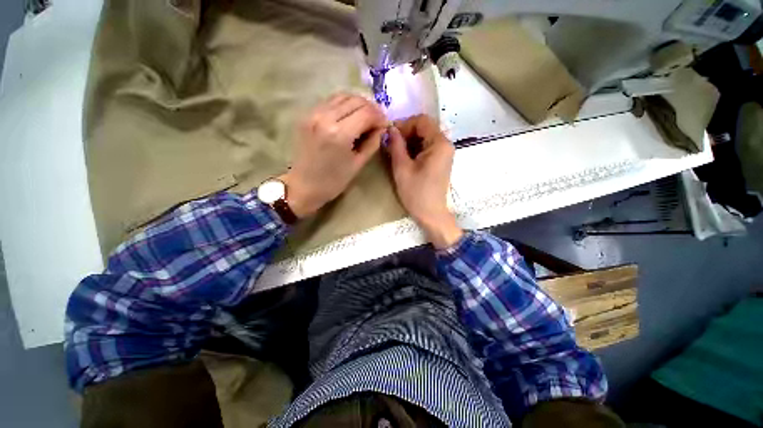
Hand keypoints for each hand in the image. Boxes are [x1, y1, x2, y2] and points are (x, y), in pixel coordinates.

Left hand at [282, 93, 387, 217]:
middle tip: (377, 121)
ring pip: (343, 95)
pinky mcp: (307, 114)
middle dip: (371, 108)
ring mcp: (313, 113)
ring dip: (358, 103)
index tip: (385, 124)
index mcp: (339, 134)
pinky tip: (350, 115)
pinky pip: (330, 101)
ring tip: (365, 117)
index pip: (367, 113)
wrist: (304, 185)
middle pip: (356, 100)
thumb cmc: (333, 181)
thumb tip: (382, 127)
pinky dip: (344, 104)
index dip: (380, 116)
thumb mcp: (358, 164)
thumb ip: (372, 143)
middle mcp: (325, 117)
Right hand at [386, 115, 462, 248]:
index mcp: (439, 143)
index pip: (422, 121)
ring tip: (396, 152)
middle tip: (391, 144)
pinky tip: (405, 158)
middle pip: (425, 128)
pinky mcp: (441, 161)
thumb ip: (396, 145)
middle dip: (406, 133)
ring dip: (409, 141)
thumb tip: (391, 129)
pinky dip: (415, 149)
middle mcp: (445, 144)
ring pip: (425, 137)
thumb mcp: (402, 168)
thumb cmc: (416, 193)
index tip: (390, 135)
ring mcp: (445, 153)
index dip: (404, 124)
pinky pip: (428, 147)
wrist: (431, 214)